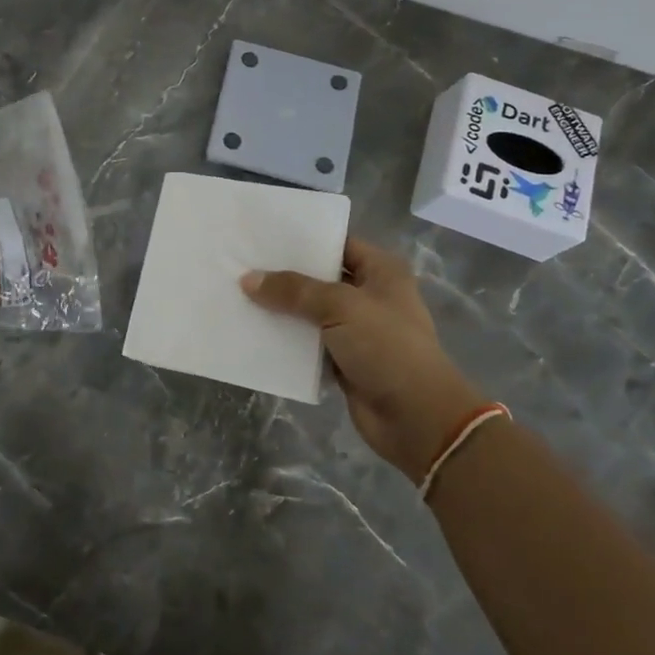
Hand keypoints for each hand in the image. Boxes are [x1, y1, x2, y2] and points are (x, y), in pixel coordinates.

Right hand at [241, 237, 482, 474]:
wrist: (416, 419)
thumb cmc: (387, 348)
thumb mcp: (340, 307)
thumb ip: (294, 290)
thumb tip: (248, 280)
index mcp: (381, 271)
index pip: (337, 244)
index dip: (303, 240)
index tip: (262, 236)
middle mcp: (369, 295)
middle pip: (319, 278)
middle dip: (284, 274)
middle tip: (241, 263)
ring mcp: (357, 330)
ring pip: (310, 312)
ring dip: (281, 309)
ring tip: (238, 294)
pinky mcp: (344, 360)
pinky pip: (308, 343)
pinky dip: (286, 340)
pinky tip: (253, 331)